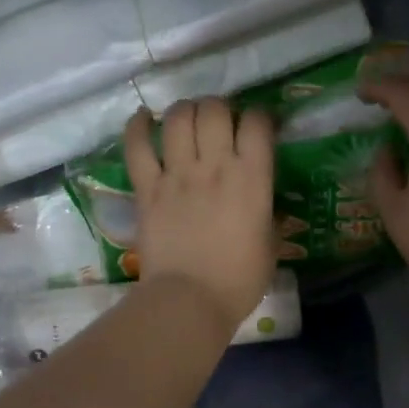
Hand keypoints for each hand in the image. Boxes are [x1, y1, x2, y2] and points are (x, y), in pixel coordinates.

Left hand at [124, 98, 276, 331]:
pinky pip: (137, 146)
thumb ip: (269, 214)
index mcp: (253, 178)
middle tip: (220, 120)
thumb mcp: (271, 245)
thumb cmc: (239, 279)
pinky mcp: (147, 188)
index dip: (260, 117)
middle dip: (220, 106)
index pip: (258, 123)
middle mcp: (215, 165)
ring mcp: (177, 174)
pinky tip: (143, 117)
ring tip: (188, 117)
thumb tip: (267, 204)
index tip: (258, 126)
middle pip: (215, 110)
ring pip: (178, 118)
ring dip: (185, 110)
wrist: (189, 301)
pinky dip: (137, 126)